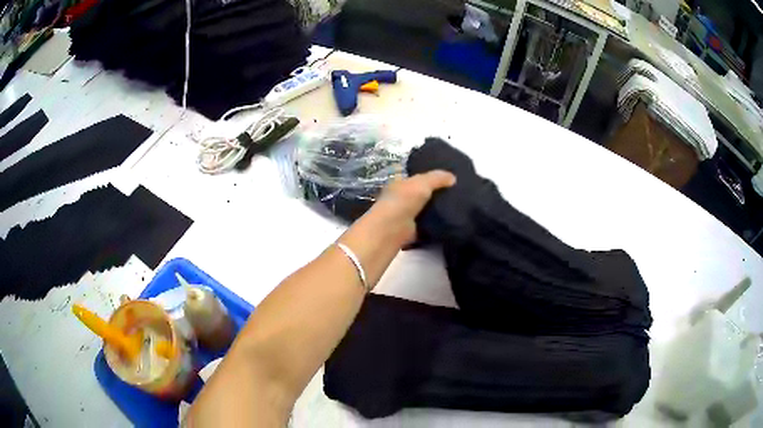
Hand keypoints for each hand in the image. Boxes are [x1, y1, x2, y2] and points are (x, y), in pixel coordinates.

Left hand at [368, 170, 456, 245]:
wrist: (393, 229)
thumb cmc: (404, 200)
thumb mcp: (422, 183)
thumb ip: (437, 178)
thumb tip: (453, 178)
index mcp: (400, 183)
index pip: (416, 177)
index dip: (430, 176)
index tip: (448, 178)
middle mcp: (401, 198)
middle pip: (422, 193)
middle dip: (436, 193)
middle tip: (457, 192)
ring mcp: (406, 215)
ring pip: (425, 209)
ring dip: (437, 209)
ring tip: (457, 206)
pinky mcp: (412, 230)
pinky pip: (427, 224)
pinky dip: (436, 223)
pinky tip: (450, 220)